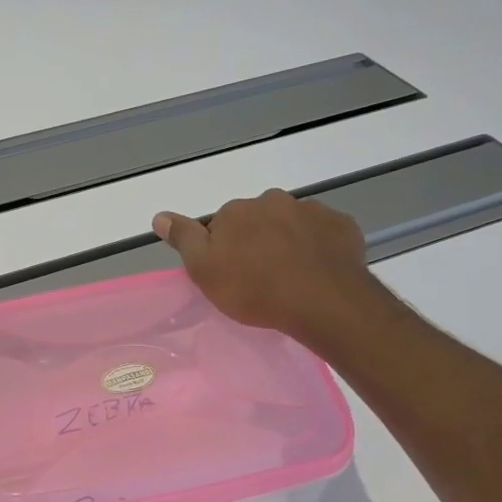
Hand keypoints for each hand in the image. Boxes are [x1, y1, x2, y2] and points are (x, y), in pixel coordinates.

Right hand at [153, 189, 373, 340]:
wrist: (322, 301)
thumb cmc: (254, 289)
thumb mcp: (204, 269)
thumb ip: (183, 238)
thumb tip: (159, 216)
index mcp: (236, 210)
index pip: (223, 224)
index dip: (225, 248)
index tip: (232, 273)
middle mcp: (273, 200)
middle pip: (259, 219)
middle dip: (259, 240)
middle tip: (263, 276)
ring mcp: (311, 210)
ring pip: (292, 224)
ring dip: (289, 242)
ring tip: (293, 276)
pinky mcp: (342, 225)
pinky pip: (324, 233)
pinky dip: (319, 246)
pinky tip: (318, 270)